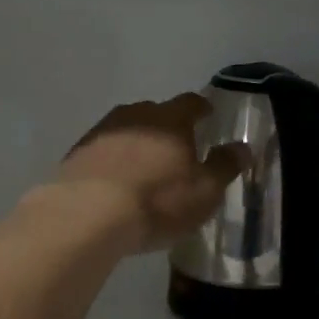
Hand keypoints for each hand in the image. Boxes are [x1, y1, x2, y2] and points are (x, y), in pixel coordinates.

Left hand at [54, 94, 251, 253]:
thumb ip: (224, 166)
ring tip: (145, 166)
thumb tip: (242, 147)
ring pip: (126, 129)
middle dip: (167, 126)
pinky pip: (103, 150)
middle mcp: (135, 115)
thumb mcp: (204, 191)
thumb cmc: (157, 201)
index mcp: (171, 119)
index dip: (201, 109)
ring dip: (137, 142)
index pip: (191, 103)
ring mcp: (101, 132)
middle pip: (156, 112)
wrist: (86, 216)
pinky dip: (113, 160)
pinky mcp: (76, 154)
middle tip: (177, 147)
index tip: (208, 117)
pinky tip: (115, 181)